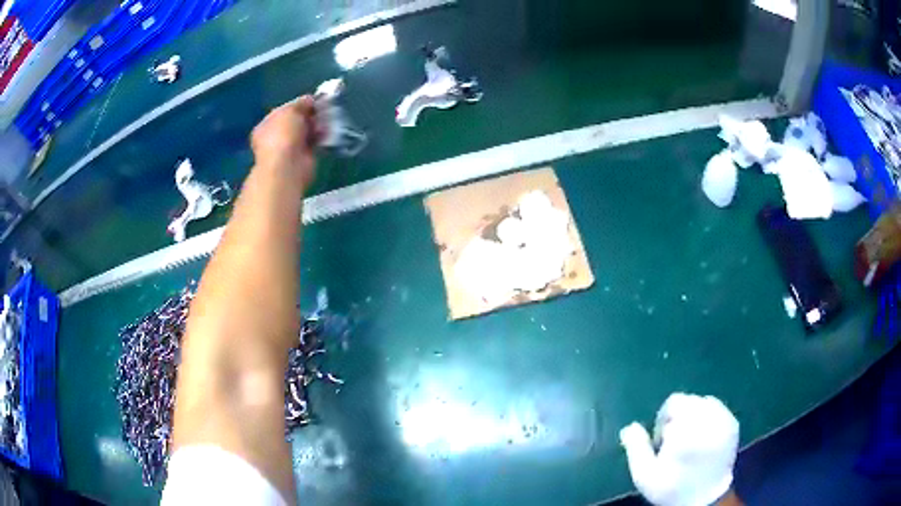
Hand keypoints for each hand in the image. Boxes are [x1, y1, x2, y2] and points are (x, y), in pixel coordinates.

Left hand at [250, 96, 318, 189]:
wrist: (287, 166)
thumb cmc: (282, 135)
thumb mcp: (291, 110)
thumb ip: (301, 103)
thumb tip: (310, 99)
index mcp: (267, 125)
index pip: (285, 110)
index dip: (299, 104)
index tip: (313, 101)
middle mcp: (276, 137)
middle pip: (297, 121)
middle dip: (310, 115)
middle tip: (323, 110)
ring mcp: (290, 148)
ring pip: (307, 131)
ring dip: (317, 125)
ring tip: (326, 121)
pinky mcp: (304, 157)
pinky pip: (315, 143)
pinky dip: (321, 137)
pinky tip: (327, 133)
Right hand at [619, 393, 739, 505]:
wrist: (705, 499)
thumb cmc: (672, 488)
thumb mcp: (645, 475)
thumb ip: (636, 448)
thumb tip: (629, 427)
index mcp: (687, 432)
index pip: (674, 404)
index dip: (663, 421)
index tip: (661, 442)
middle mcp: (708, 421)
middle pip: (689, 401)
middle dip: (678, 417)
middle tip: (675, 441)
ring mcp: (724, 421)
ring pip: (703, 402)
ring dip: (694, 415)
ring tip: (690, 438)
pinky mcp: (733, 424)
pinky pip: (717, 408)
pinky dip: (708, 416)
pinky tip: (704, 435)